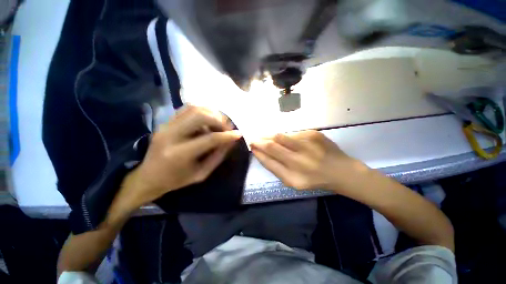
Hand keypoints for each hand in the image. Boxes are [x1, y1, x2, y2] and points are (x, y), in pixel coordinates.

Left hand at [119, 105, 241, 208]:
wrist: (148, 177)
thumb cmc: (177, 180)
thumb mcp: (202, 173)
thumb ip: (218, 156)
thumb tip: (231, 141)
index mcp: (179, 154)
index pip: (209, 139)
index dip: (227, 135)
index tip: (239, 134)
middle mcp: (171, 135)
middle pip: (200, 116)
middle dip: (219, 120)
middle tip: (227, 128)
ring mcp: (166, 125)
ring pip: (194, 108)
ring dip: (211, 113)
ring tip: (219, 123)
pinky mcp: (166, 121)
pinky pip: (187, 109)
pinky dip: (202, 111)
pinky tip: (208, 120)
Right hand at [251, 130, 355, 190]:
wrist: (341, 171)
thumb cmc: (314, 179)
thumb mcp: (293, 181)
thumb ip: (276, 168)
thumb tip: (261, 153)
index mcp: (293, 177)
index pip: (268, 161)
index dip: (258, 153)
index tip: (252, 147)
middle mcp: (299, 161)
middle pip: (272, 146)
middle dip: (259, 141)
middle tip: (253, 139)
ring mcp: (307, 146)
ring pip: (280, 136)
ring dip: (269, 135)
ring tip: (265, 136)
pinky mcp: (314, 134)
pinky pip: (292, 134)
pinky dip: (285, 136)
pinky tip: (285, 139)